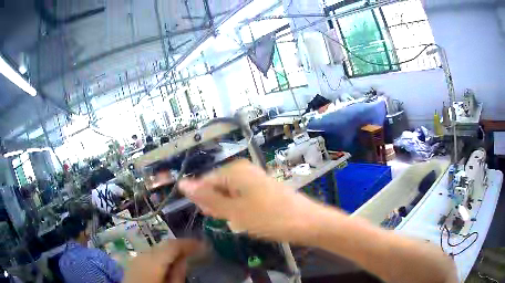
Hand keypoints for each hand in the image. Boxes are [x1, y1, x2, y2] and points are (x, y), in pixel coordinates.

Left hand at [123, 239, 201, 282]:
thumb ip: (178, 274)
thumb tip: (185, 259)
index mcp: (153, 262)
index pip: (172, 245)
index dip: (188, 243)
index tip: (203, 245)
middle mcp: (143, 255)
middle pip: (163, 245)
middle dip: (180, 246)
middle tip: (196, 250)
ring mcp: (136, 258)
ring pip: (156, 249)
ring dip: (171, 251)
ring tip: (185, 256)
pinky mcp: (133, 263)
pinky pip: (150, 255)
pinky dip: (161, 256)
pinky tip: (168, 263)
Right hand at [178, 159, 316, 241]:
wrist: (306, 222)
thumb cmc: (268, 217)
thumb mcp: (233, 211)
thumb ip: (207, 198)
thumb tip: (182, 184)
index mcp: (234, 170)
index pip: (205, 182)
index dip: (205, 201)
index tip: (212, 216)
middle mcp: (244, 170)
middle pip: (218, 187)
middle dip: (219, 206)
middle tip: (230, 220)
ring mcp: (255, 179)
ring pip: (230, 195)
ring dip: (230, 210)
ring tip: (241, 222)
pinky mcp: (262, 189)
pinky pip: (243, 198)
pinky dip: (241, 210)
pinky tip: (249, 220)